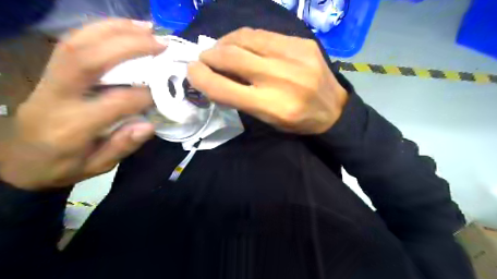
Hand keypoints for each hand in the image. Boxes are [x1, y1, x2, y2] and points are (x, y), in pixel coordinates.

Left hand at [1, 18, 166, 190]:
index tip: (167, 92)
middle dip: (129, 46)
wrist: (16, 163)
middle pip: (88, 59)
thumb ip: (121, 146)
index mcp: (71, 127)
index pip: (114, 102)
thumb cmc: (61, 169)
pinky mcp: (48, 72)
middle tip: (161, 44)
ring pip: (77, 43)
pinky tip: (123, 29)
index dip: (144, 94)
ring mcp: (48, 80)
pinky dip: (100, 30)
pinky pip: (72, 44)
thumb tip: (149, 124)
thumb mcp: (96, 168)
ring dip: (114, 30)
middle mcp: (56, 97)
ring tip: (146, 27)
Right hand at [186, 27, 346, 133]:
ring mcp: (293, 57)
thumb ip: (240, 100)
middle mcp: (280, 79)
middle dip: (210, 55)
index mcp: (271, 106)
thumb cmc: (298, 121)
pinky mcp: (302, 43)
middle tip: (204, 58)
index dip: (201, 78)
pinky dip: (245, 38)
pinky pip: (264, 34)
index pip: (224, 88)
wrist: (334, 109)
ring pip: (245, 38)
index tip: (192, 72)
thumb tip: (214, 78)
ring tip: (221, 49)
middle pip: (232, 57)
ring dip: (225, 42)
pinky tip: (242, 43)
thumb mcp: (268, 120)